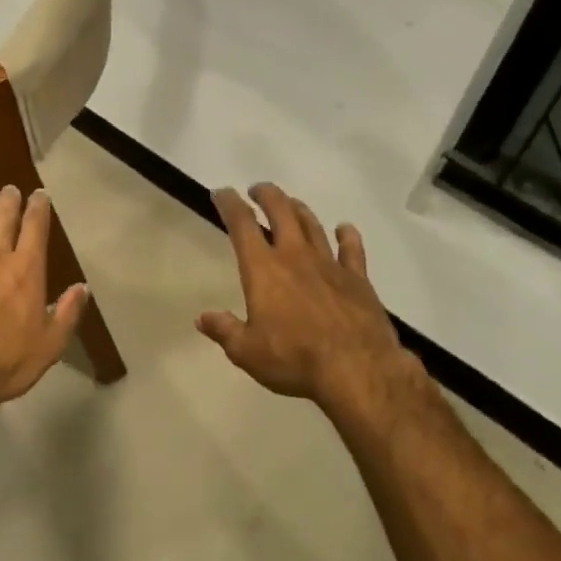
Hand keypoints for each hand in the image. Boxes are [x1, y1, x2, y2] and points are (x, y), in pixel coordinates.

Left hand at [0, 186, 89, 433]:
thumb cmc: (5, 364)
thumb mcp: (49, 345)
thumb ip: (67, 313)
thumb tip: (82, 287)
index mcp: (27, 272)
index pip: (36, 229)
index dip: (39, 209)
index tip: (40, 195)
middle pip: (4, 219)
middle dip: (10, 201)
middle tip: (11, 189)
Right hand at [197, 185, 430, 426]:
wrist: (358, 369)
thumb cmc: (295, 359)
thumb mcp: (247, 352)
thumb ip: (224, 331)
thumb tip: (202, 318)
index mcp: (263, 269)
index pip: (242, 224)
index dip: (229, 204)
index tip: (221, 193)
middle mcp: (295, 256)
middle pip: (281, 211)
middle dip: (266, 195)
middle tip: (257, 190)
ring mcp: (330, 264)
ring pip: (312, 224)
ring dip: (298, 209)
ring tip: (290, 204)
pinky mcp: (358, 279)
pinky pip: (352, 248)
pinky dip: (346, 235)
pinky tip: (344, 229)